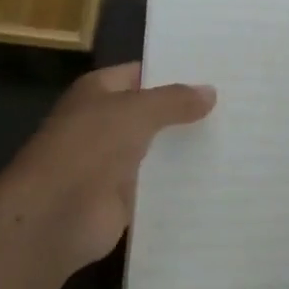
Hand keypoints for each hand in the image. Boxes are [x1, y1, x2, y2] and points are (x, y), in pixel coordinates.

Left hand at [10, 63, 214, 272]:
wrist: (54, 217)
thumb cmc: (89, 146)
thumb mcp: (138, 111)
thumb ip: (175, 100)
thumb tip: (211, 92)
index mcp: (99, 91)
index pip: (143, 72)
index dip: (175, 71)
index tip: (215, 70)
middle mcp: (104, 122)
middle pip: (152, 111)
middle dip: (186, 109)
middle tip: (233, 102)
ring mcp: (112, 161)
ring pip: (157, 147)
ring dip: (185, 146)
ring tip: (234, 135)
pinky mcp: (122, 198)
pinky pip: (157, 183)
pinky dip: (180, 180)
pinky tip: (216, 173)